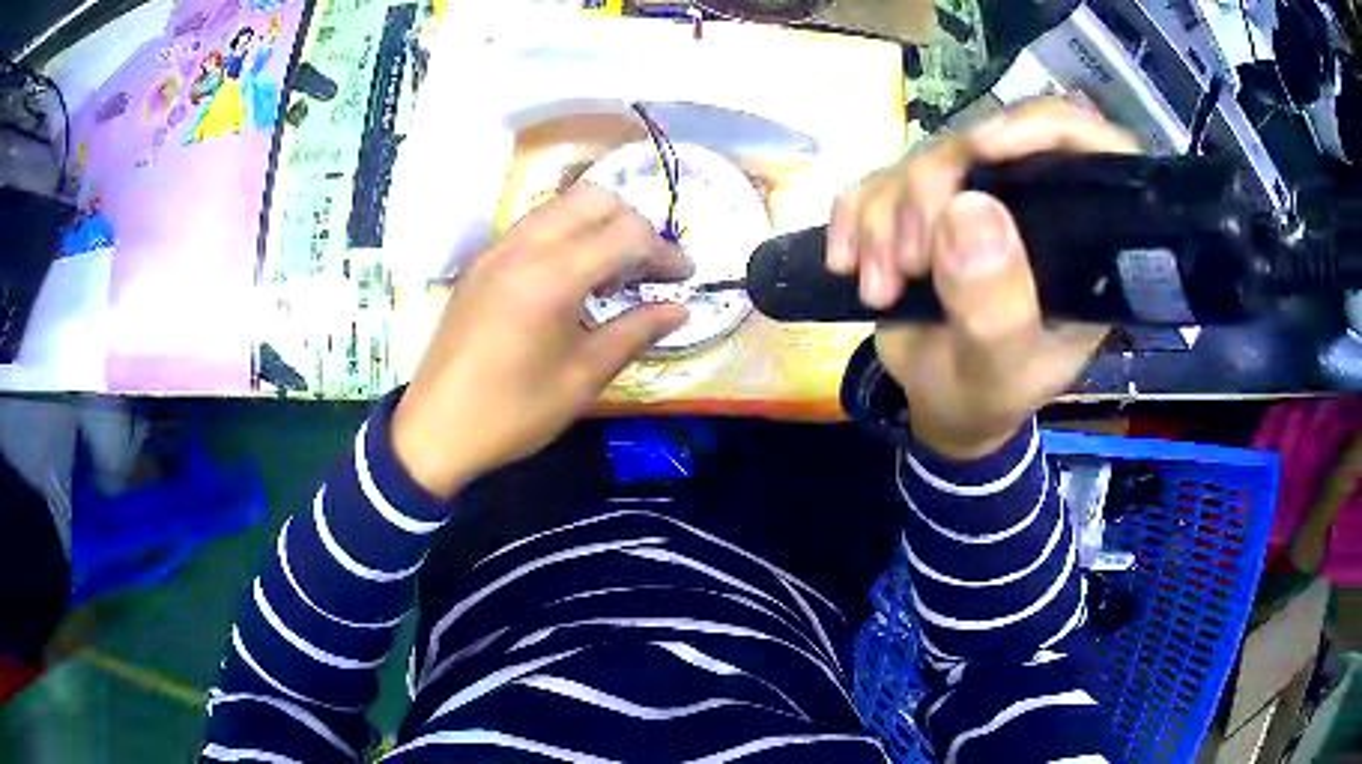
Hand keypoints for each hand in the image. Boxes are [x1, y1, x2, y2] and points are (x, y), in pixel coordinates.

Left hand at [391, 184, 691, 497]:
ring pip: (561, 204)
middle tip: (649, 267)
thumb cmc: (512, 413)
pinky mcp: (482, 261)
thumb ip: (634, 333)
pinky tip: (574, 275)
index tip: (685, 277)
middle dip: (633, 224)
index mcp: (550, 278)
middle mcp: (522, 247)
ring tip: (615, 271)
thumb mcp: (582, 379)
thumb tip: (680, 309)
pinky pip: (535, 223)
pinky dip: (567, 232)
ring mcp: (497, 249)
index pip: (625, 235)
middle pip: (594, 199)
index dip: (664, 251)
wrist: (435, 429)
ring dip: (599, 223)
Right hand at [828, 99, 1138, 458]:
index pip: (1087, 149)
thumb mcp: (1001, 370)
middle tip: (909, 265)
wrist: (940, 404)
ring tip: (881, 288)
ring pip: (922, 158)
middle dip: (930, 194)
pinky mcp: (922, 203)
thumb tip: (970, 209)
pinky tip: (848, 262)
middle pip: (982, 144)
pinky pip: (877, 179)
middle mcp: (1032, 203)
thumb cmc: (987, 395)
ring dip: (885, 219)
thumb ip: (996, 307)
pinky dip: (854, 217)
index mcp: (1080, 240)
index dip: (1042, 129)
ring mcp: (973, 197)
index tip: (984, 150)